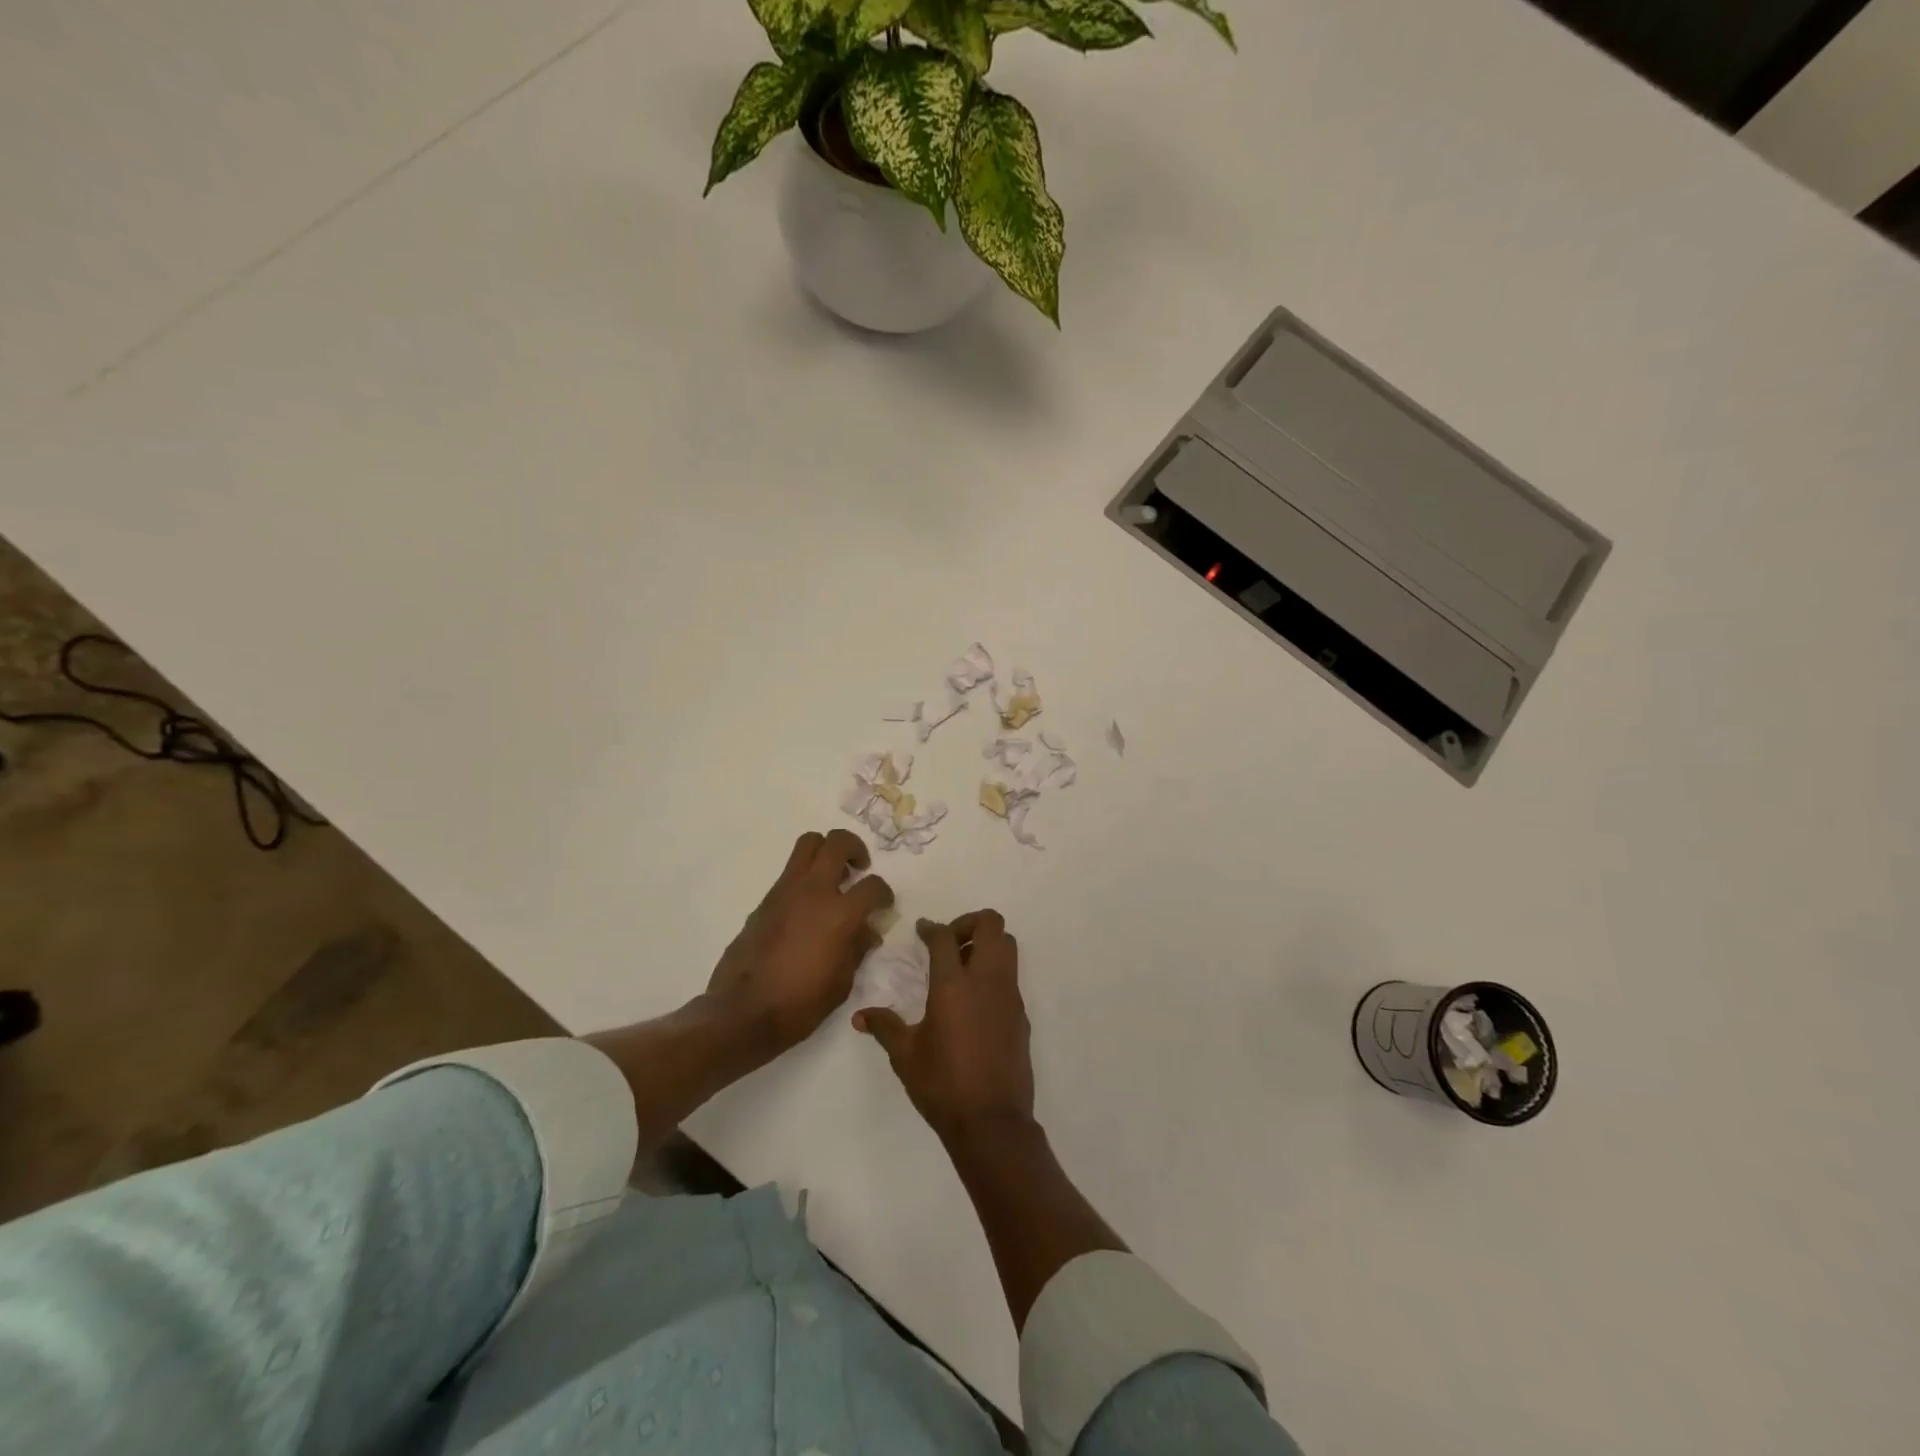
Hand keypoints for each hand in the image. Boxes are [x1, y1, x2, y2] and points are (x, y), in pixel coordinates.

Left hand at [705, 829, 893, 1054]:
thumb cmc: (800, 1004)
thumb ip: (857, 948)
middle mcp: (813, 891)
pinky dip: (805, 877)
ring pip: (808, 844)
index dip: (885, 893)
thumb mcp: (842, 982)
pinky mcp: (765, 900)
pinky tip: (808, 906)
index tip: (884, 904)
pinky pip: (790, 872)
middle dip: (854, 848)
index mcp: (839, 914)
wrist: (743, 1012)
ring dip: (826, 852)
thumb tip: (867, 931)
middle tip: (858, 868)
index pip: (873, 886)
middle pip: (837, 842)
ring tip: (833, 877)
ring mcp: (785, 892)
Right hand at [854, 911, 1034, 1142]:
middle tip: (949, 943)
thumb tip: (860, 1017)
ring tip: (962, 966)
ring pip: (1007, 946)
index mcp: (953, 985)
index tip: (922, 930)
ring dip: (986, 944)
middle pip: (991, 924)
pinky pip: (1011, 976)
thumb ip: (885, 1027)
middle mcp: (986, 980)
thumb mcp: (905, 1055)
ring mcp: (1009, 996)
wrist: (992, 1122)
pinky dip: (994, 972)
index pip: (944, 937)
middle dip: (969, 923)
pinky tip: (975, 1000)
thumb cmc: (942, 1085)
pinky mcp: (1021, 1014)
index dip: (931, 928)